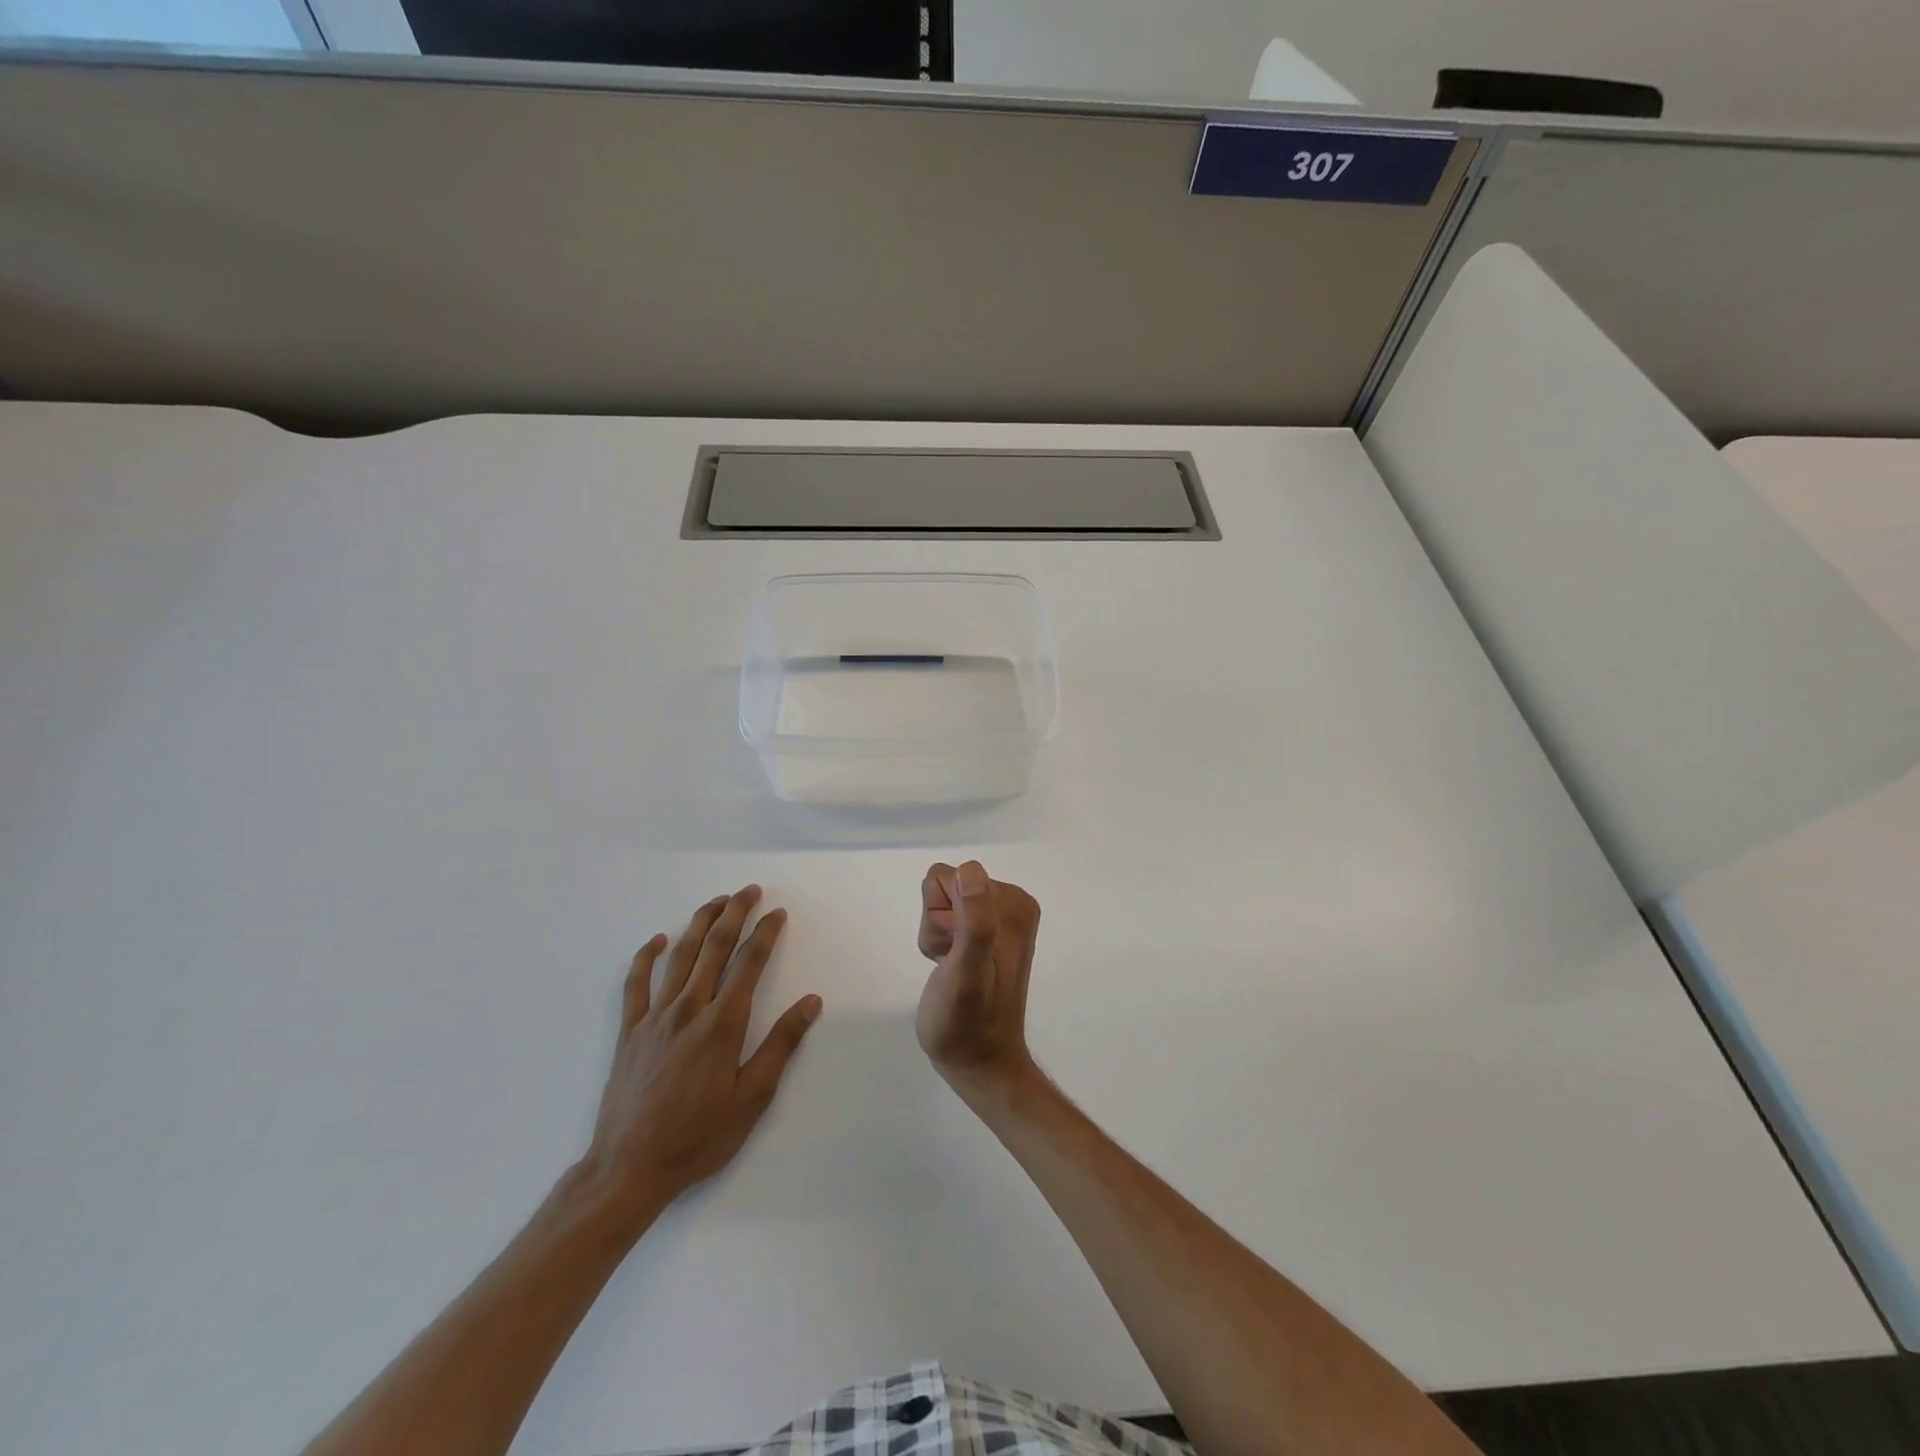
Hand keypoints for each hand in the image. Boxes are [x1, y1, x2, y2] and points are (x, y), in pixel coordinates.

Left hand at [579, 886, 821, 1222]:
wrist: (629, 1168)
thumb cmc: (700, 1136)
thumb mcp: (753, 1098)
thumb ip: (781, 1044)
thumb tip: (811, 1002)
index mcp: (722, 1023)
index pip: (749, 963)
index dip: (765, 933)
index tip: (777, 913)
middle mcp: (689, 1009)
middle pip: (714, 947)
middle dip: (734, 914)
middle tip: (749, 890)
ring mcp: (655, 1017)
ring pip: (679, 956)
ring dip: (699, 923)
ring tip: (716, 902)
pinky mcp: (629, 1031)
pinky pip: (636, 984)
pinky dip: (646, 957)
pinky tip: (657, 940)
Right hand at [915, 861, 1041, 1095]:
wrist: (979, 1064)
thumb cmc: (967, 1024)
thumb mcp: (967, 972)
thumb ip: (975, 921)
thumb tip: (971, 870)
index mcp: (1013, 903)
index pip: (947, 878)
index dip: (939, 917)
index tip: (953, 952)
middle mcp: (1011, 902)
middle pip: (944, 887)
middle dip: (938, 926)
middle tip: (951, 964)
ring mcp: (999, 917)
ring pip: (940, 903)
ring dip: (938, 937)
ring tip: (952, 970)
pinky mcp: (986, 932)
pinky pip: (946, 917)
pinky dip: (941, 943)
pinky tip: (953, 969)